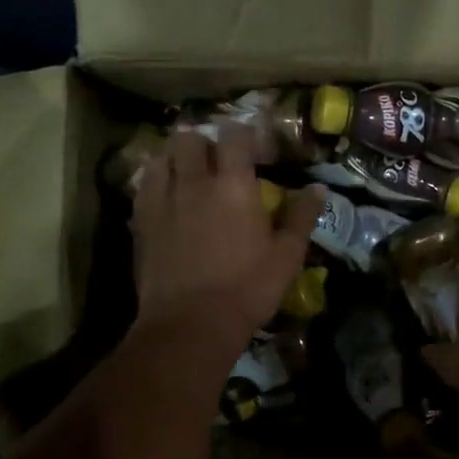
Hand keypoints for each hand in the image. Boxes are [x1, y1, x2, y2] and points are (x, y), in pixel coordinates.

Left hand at [131, 126, 324, 354]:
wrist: (191, 323)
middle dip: (205, 142)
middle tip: (218, 160)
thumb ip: (301, 217)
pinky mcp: (141, 221)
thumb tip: (317, 188)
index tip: (257, 148)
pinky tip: (166, 197)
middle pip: (190, 139)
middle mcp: (194, 182)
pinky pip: (144, 185)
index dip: (246, 135)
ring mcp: (163, 200)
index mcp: (234, 186)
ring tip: (187, 173)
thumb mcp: (287, 256)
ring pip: (161, 156)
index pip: (235, 137)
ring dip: (175, 157)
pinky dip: (155, 181)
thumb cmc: (247, 289)